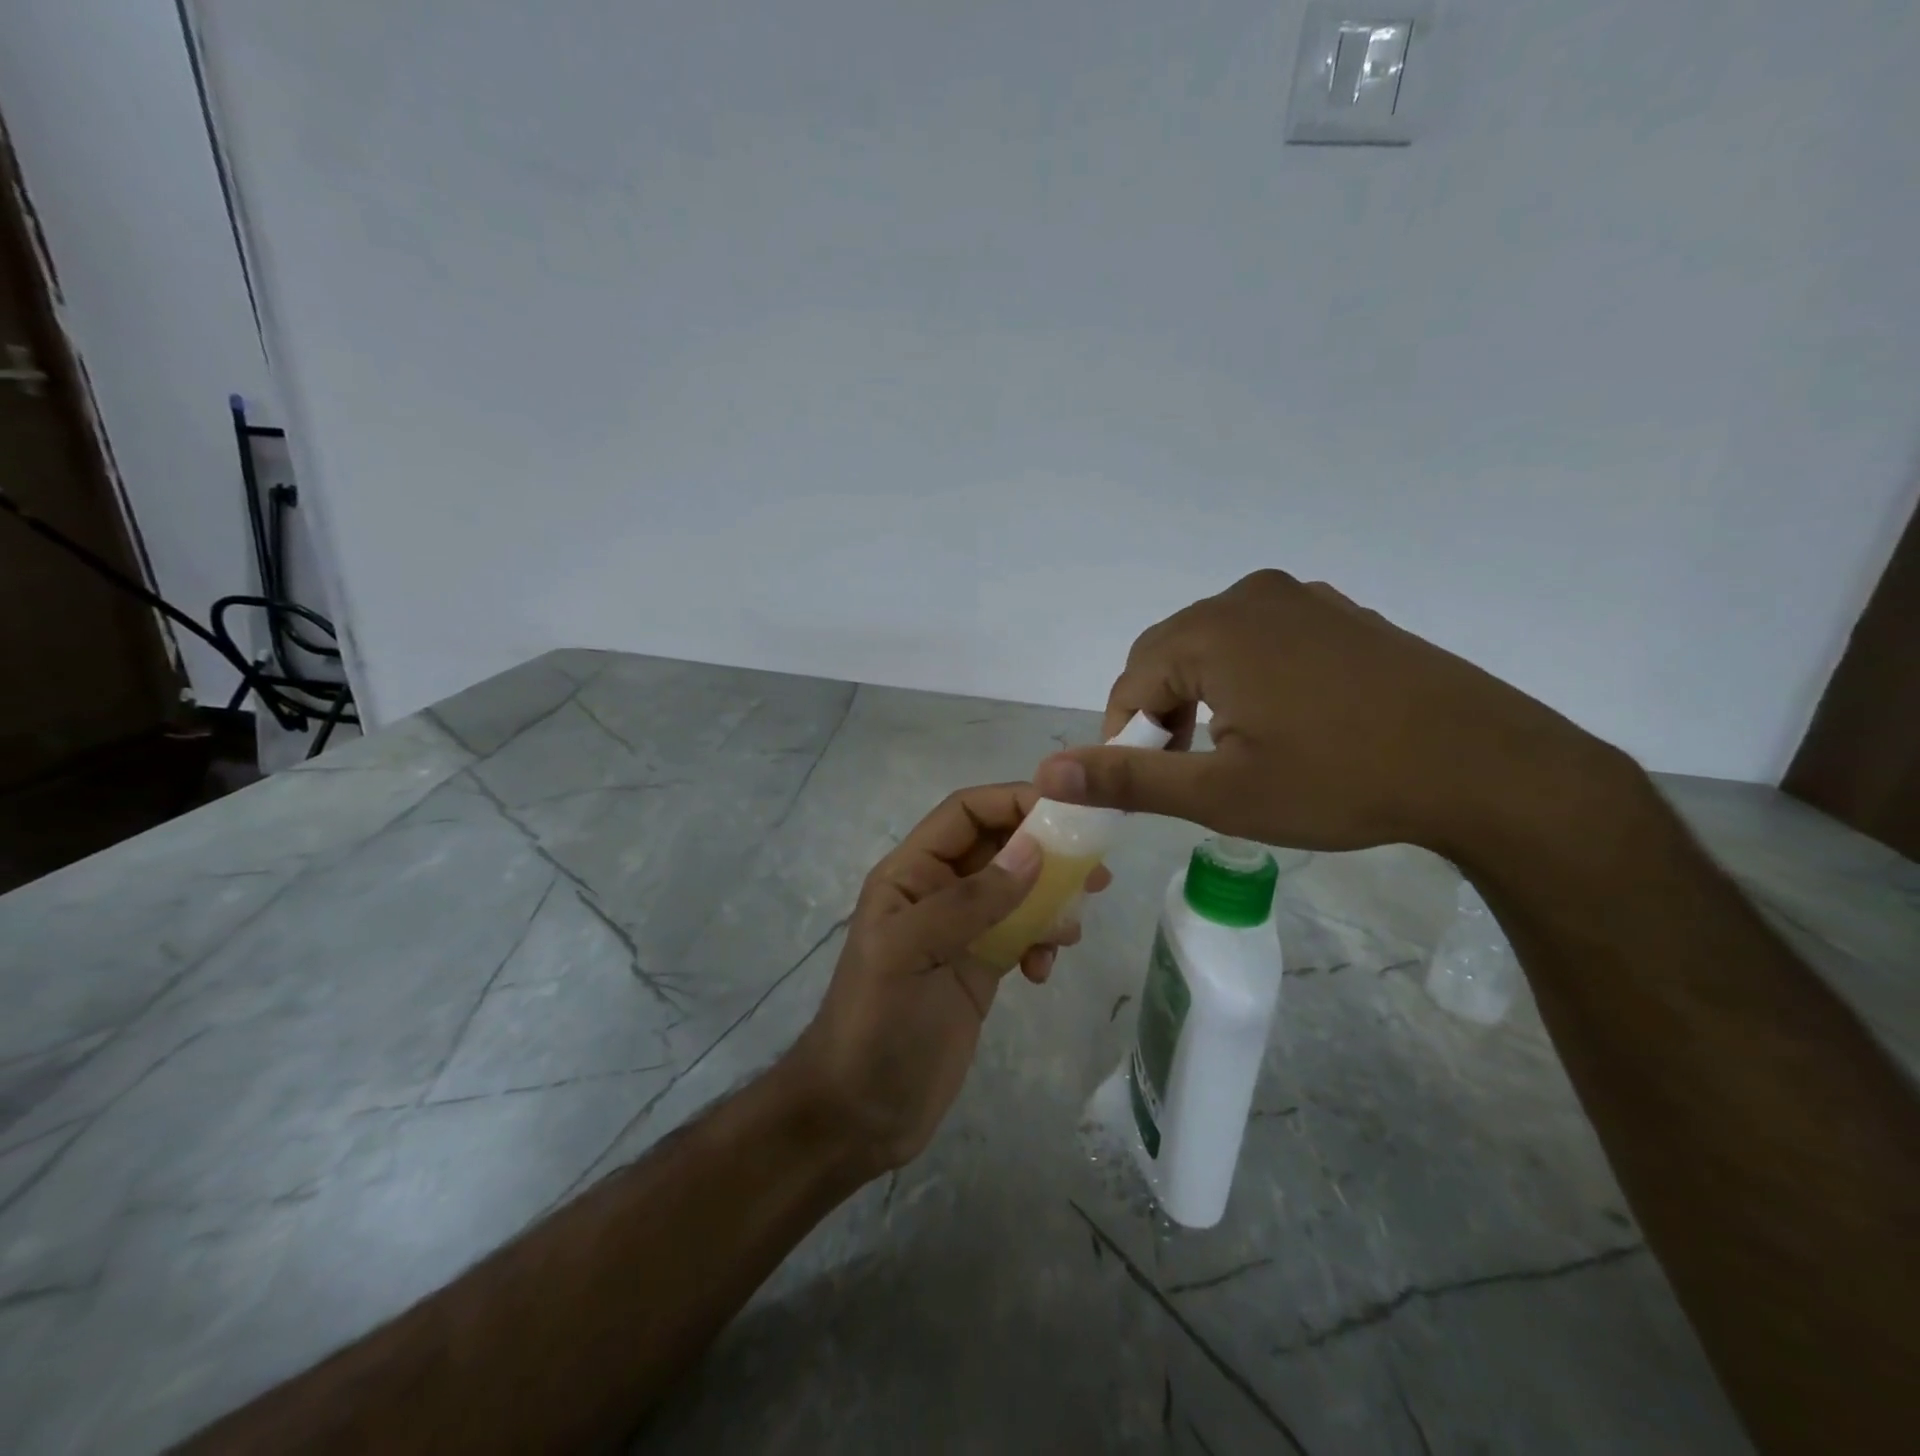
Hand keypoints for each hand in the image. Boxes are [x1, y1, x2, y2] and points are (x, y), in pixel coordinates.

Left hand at [786, 783, 1111, 1173]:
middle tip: (1095, 871)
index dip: (1012, 802)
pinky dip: (1040, 941)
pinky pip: (1021, 934)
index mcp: (910, 874)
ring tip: (1072, 928)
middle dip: (1045, 852)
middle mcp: (937, 893)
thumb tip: (1034, 851)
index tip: (1067, 814)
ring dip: (1050, 900)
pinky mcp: (980, 967)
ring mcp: (960, 932)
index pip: (965, 813)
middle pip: (999, 848)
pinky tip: (1042, 970)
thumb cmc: (876, 1025)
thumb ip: (971, 901)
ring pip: (1017, 891)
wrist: (861, 1112)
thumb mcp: (912, 953)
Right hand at [1032, 570, 1611, 856]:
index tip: (1145, 785)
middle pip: (1168, 656)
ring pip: (1215, 647)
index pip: (1130, 682)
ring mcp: (1302, 599)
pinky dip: (1247, 678)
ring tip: (1229, 751)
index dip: (1124, 737)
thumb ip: (1127, 780)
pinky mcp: (1341, 614)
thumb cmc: (1341, 781)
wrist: (1487, 766)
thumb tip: (1045, 774)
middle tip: (1183, 772)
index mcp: (1212, 631)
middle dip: (1160, 714)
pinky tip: (1283, 722)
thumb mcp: (1222, 794)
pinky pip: (1264, 640)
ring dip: (1202, 696)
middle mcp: (1249, 596)